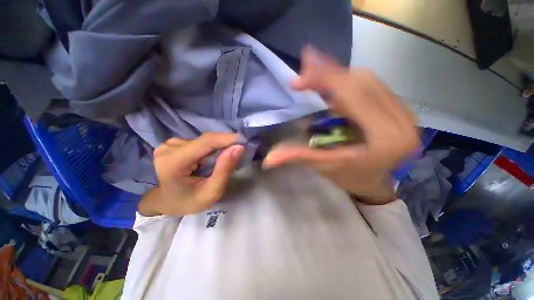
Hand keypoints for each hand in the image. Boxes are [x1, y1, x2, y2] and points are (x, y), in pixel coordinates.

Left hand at [138, 133, 244, 215]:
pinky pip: (199, 142)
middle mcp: (169, 148)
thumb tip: (239, 147)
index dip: (227, 138)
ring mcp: (169, 144)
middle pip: (206, 140)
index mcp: (174, 162)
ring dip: (217, 149)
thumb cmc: (188, 201)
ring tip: (219, 163)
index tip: (244, 141)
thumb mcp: (212, 192)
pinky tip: (208, 160)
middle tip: (237, 155)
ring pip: (204, 141)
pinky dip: (209, 149)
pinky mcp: (174, 143)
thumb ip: (225, 169)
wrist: (167, 202)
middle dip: (224, 146)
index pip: (206, 142)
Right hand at [263, 47, 419, 203]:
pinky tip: (333, 78)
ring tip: (315, 71)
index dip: (324, 82)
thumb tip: (268, 159)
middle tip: (305, 65)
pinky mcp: (399, 108)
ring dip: (338, 74)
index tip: (298, 80)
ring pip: (368, 80)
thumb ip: (299, 157)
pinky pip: (372, 85)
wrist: (379, 182)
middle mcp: (401, 119)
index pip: (352, 97)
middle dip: (329, 72)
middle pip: (362, 82)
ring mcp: (404, 111)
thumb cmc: (352, 177)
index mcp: (385, 138)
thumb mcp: (325, 166)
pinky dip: (348, 79)